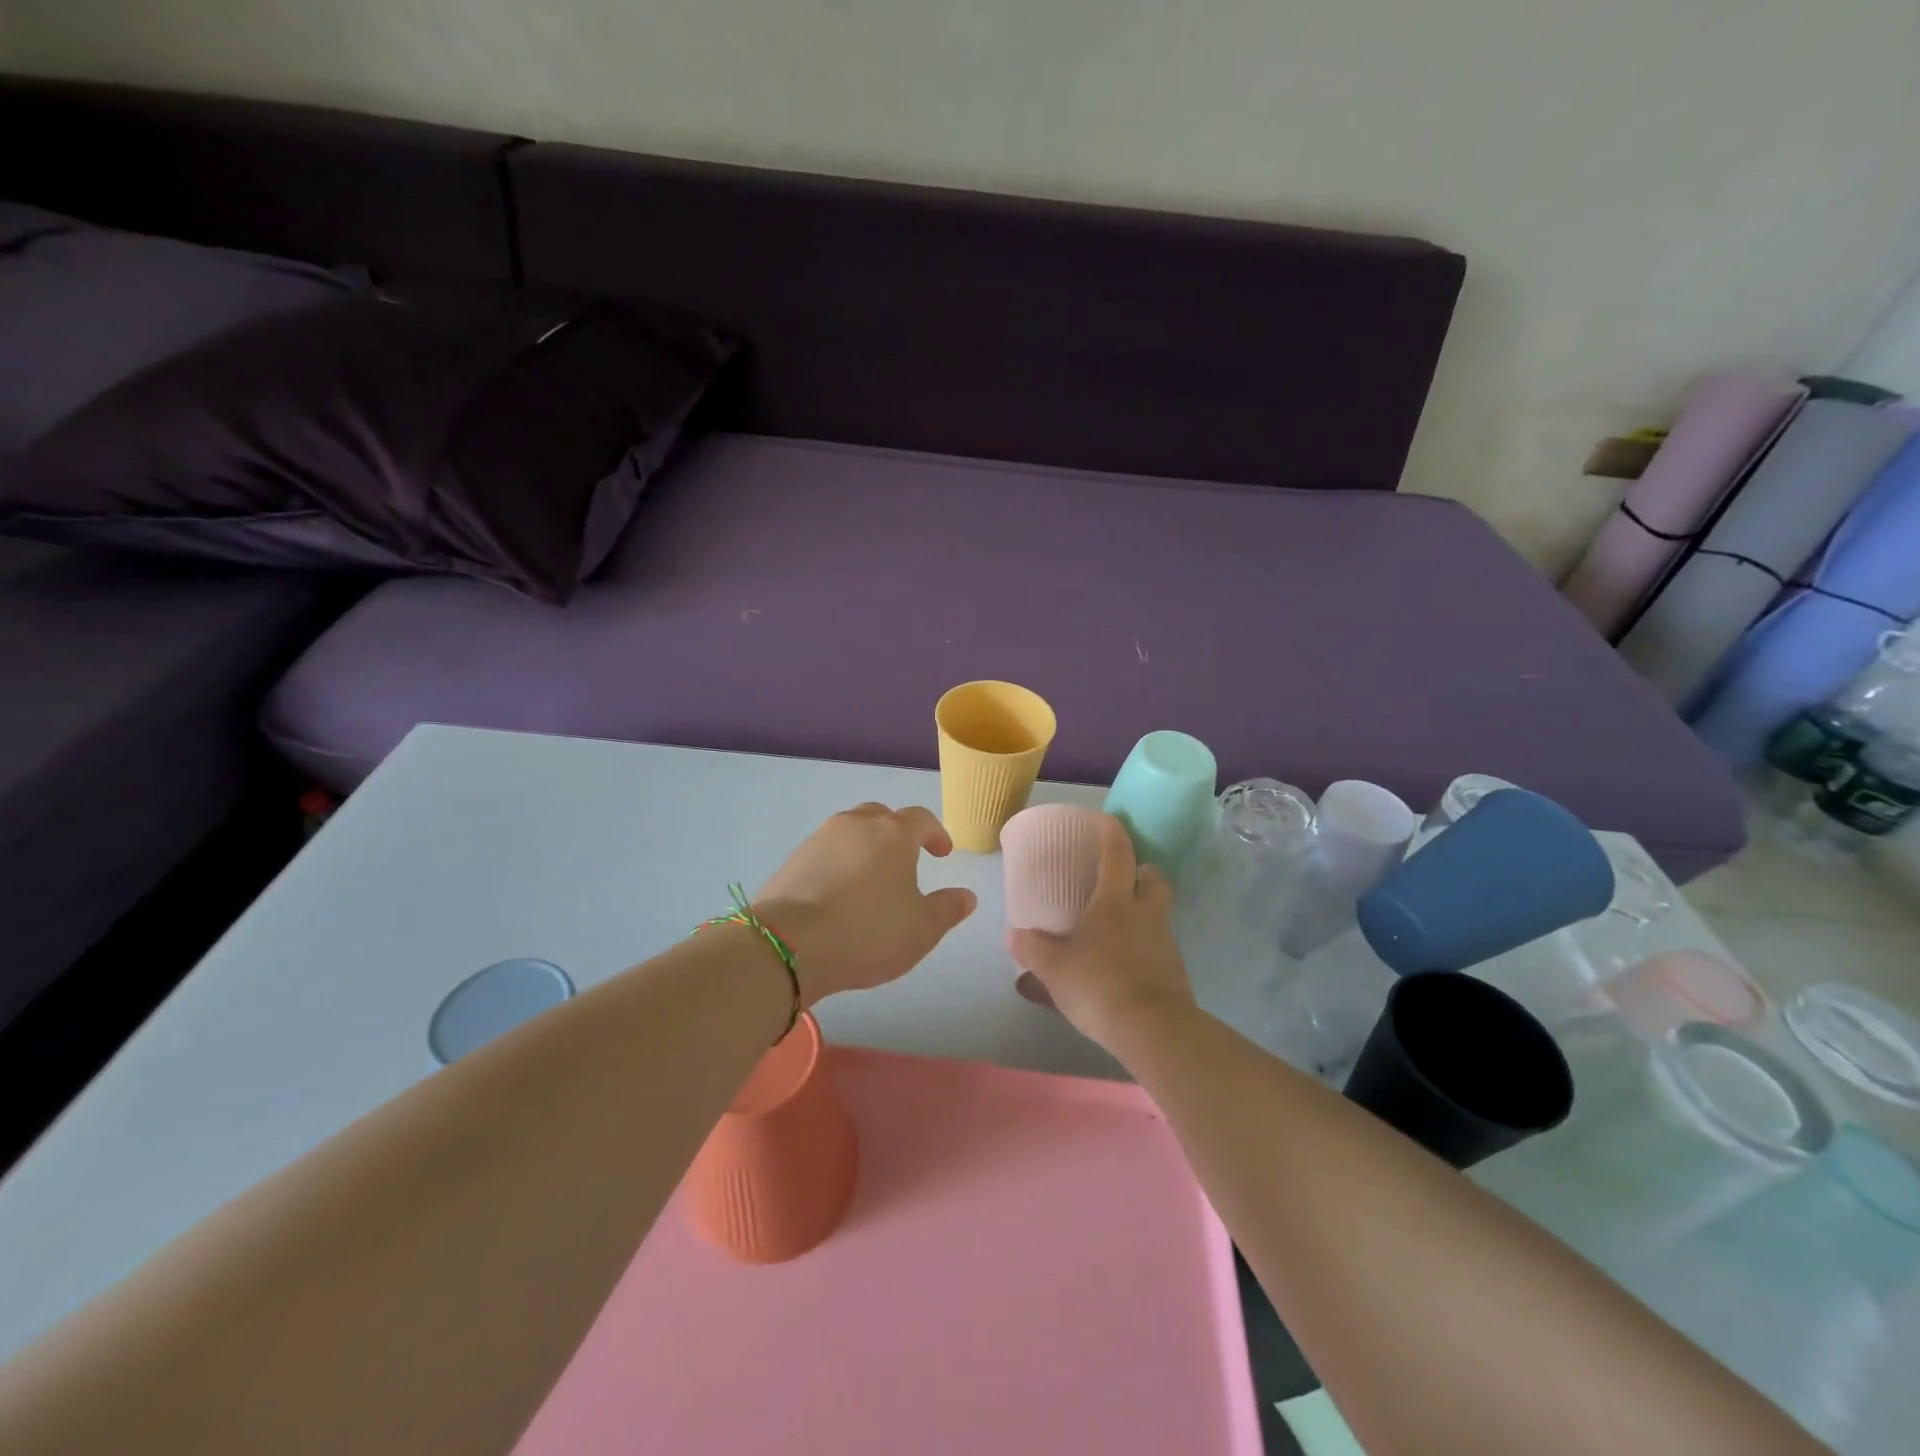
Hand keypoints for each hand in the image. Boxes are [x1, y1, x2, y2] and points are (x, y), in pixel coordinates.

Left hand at [756, 803, 977, 1003]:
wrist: (790, 943)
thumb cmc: (869, 931)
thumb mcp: (922, 929)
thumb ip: (948, 909)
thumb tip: (966, 895)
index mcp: (893, 833)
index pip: (921, 819)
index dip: (935, 833)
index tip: (943, 853)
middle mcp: (856, 825)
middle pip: (881, 816)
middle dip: (897, 833)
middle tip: (905, 859)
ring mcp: (819, 839)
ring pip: (850, 831)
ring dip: (865, 846)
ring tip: (870, 877)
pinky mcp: (793, 860)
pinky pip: (824, 852)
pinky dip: (837, 864)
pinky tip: (838, 893)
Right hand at [1008, 815, 1196, 1051]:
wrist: (1153, 1030)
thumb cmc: (1098, 985)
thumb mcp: (1054, 969)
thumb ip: (1032, 949)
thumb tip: (1014, 934)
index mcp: (1115, 901)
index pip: (1118, 854)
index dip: (1112, 832)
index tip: (1105, 820)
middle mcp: (1145, 913)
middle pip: (1153, 877)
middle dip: (1141, 871)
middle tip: (1120, 880)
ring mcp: (1165, 942)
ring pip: (1158, 912)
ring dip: (1142, 911)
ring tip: (1116, 927)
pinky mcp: (1175, 971)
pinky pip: (1159, 946)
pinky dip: (1144, 946)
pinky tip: (1124, 965)